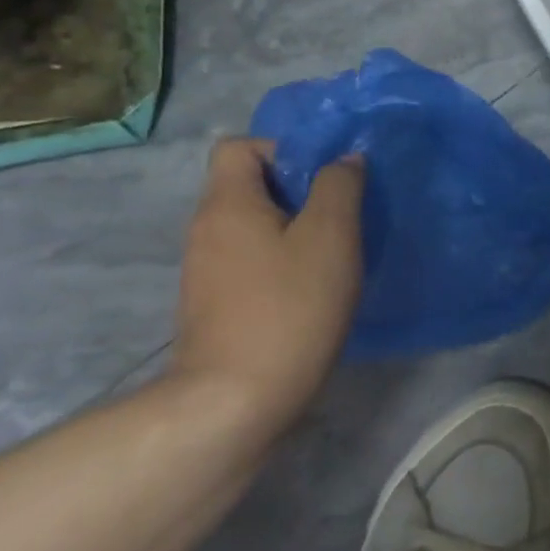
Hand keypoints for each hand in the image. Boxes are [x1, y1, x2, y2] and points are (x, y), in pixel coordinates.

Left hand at [173, 138, 364, 437]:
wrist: (233, 404)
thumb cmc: (288, 307)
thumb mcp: (330, 235)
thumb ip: (339, 186)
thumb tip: (344, 160)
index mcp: (227, 203)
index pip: (239, 146)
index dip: (283, 150)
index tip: (323, 180)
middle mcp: (207, 229)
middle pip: (250, 186)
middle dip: (299, 193)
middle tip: (341, 218)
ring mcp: (206, 271)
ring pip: (254, 227)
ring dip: (294, 231)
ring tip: (334, 256)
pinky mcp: (214, 307)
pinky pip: (251, 262)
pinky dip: (281, 264)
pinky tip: (312, 291)